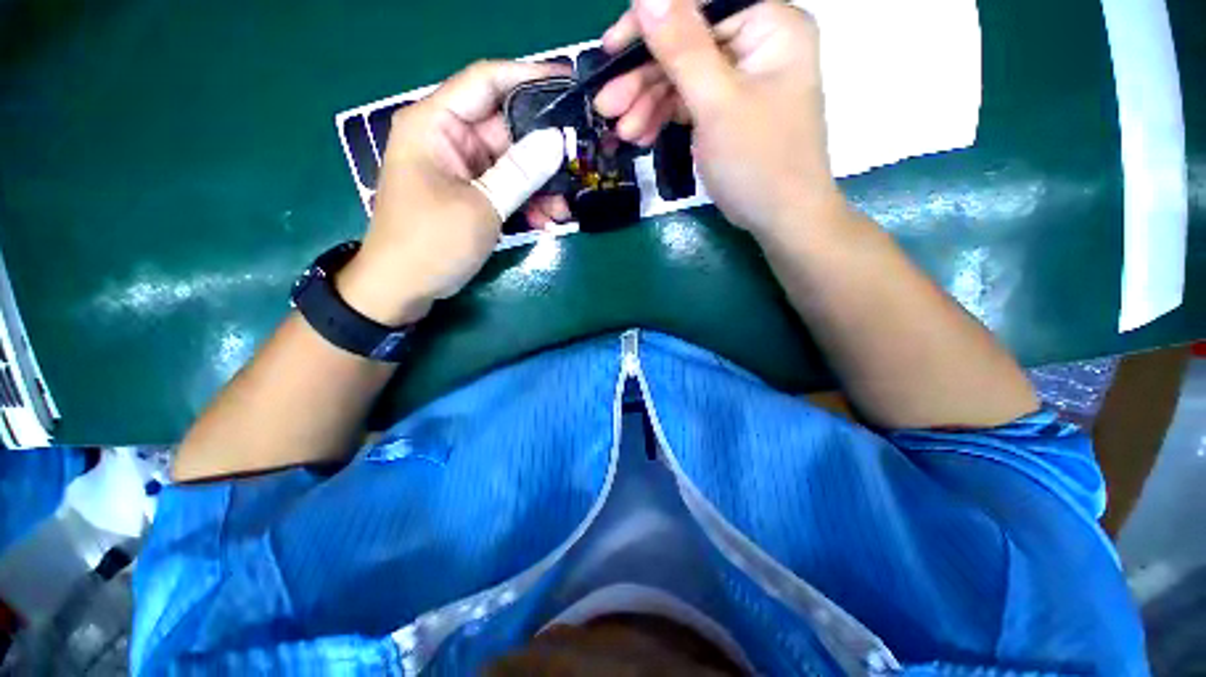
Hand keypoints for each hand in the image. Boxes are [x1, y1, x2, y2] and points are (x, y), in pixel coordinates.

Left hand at [337, 60, 569, 325]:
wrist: (404, 287)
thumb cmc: (431, 243)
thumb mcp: (481, 207)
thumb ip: (520, 172)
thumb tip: (558, 139)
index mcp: (437, 123)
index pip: (487, 80)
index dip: (529, 76)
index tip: (570, 82)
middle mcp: (450, 138)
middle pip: (507, 127)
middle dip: (545, 149)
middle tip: (581, 160)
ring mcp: (463, 168)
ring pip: (513, 163)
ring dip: (541, 184)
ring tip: (564, 208)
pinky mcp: (472, 193)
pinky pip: (507, 188)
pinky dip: (527, 202)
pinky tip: (547, 221)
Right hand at [594, 0, 844, 239]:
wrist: (781, 219)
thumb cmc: (759, 161)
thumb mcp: (717, 104)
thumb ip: (682, 48)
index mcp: (768, 25)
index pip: (699, 5)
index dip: (651, 24)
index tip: (611, 51)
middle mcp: (755, 44)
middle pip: (686, 44)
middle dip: (643, 78)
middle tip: (607, 107)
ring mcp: (740, 79)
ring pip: (682, 77)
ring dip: (647, 103)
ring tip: (623, 133)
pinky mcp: (727, 110)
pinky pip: (688, 103)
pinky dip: (663, 118)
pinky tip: (642, 137)